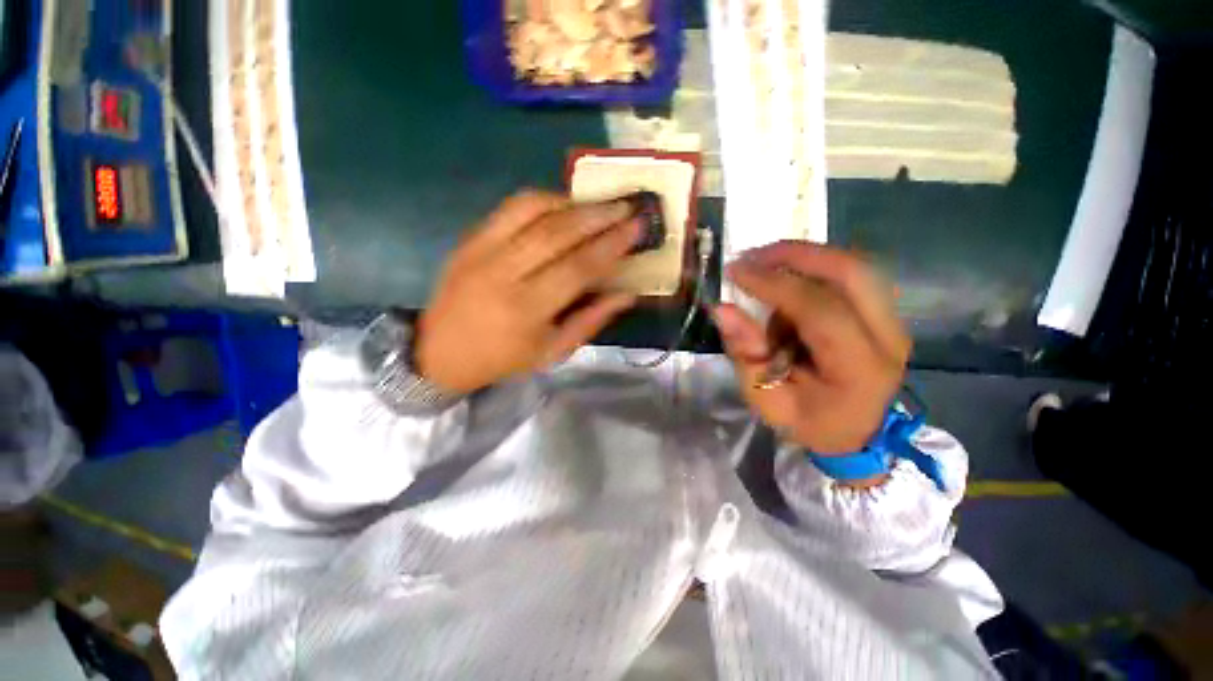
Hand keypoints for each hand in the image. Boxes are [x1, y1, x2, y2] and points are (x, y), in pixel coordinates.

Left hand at [415, 190, 640, 393]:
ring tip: (599, 203)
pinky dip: (542, 199)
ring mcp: (482, 250)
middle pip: (557, 233)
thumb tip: (628, 294)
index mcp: (526, 310)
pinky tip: (563, 204)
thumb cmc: (504, 358)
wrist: (441, 351)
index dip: (611, 246)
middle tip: (626, 206)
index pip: (578, 268)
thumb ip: (592, 320)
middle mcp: (503, 273)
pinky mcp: (470, 238)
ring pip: (532, 211)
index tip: (636, 228)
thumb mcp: (553, 351)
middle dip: (598, 216)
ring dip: (572, 202)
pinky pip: (510, 207)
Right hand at [713, 241, 910, 454]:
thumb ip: (745, 354)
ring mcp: (892, 321)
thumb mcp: (765, 399)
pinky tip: (788, 275)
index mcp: (858, 368)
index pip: (819, 310)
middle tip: (752, 255)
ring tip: (764, 261)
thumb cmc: (808, 422)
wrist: (856, 434)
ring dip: (805, 256)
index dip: (775, 285)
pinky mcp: (885, 313)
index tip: (735, 272)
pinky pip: (851, 275)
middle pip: (850, 272)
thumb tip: (721, 309)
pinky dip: (816, 267)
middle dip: (795, 254)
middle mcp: (887, 337)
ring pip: (854, 266)